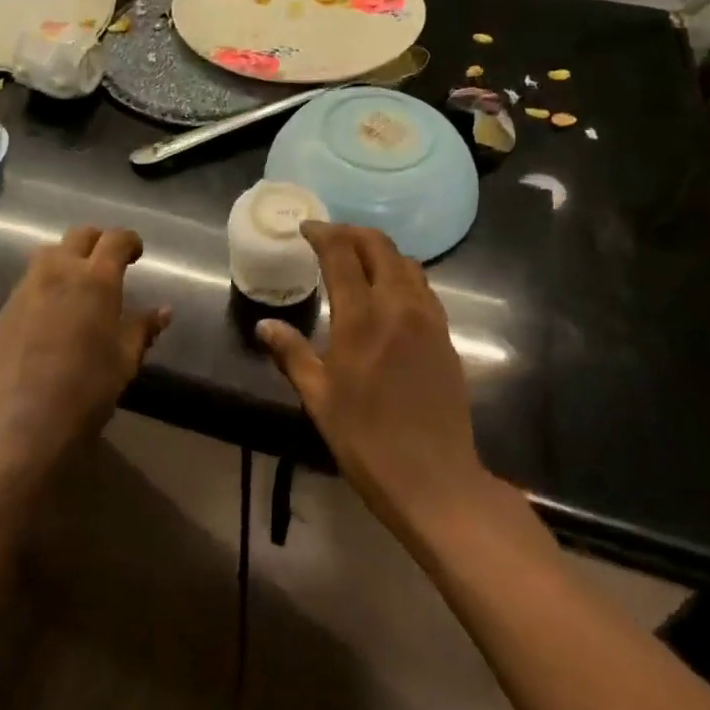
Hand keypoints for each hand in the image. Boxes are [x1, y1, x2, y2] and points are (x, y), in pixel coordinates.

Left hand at [0, 227, 169, 479]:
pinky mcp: (5, 309)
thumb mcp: (124, 362)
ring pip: (49, 253)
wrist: (18, 426)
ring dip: (68, 257)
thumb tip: (163, 311)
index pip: (115, 239)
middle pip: (79, 236)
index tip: (137, 254)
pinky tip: (53, 312)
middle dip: (98, 242)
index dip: (129, 241)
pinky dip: (47, 282)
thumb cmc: (84, 392)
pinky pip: (30, 280)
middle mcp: (59, 271)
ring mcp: (27, 288)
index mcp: (96, 279)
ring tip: (78, 284)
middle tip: (109, 264)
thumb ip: (142, 329)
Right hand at [257, 222, 490, 541]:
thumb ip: (291, 354)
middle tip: (330, 237)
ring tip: (358, 259)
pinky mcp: (445, 336)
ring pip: (406, 262)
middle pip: (379, 246)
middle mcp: (398, 306)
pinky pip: (423, 287)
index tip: (306, 229)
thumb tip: (264, 326)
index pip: (341, 254)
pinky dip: (402, 274)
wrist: (435, 480)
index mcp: (362, 317)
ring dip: (380, 250)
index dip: (323, 234)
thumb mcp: (318, 398)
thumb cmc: (366, 439)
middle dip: (352, 233)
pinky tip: (388, 293)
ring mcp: (428, 319)